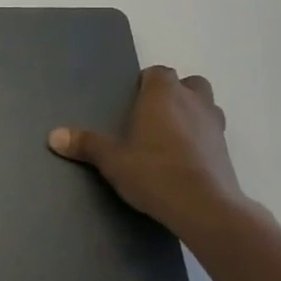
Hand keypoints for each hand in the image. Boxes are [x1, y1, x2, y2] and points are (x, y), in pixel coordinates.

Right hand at [49, 66, 252, 240]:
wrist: (205, 208)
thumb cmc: (154, 172)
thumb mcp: (111, 160)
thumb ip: (85, 144)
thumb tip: (53, 136)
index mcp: (163, 95)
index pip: (158, 73)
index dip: (147, 83)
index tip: (133, 100)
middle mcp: (192, 102)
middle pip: (189, 84)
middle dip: (175, 93)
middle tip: (153, 115)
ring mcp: (215, 126)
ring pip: (206, 106)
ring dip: (192, 113)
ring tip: (171, 135)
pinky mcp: (227, 151)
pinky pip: (213, 134)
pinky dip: (201, 139)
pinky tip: (185, 159)